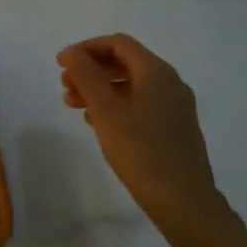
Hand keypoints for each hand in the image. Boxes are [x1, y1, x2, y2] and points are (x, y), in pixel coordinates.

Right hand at [58, 34, 235, 238]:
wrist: (185, 202)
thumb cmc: (141, 150)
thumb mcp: (105, 110)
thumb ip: (86, 75)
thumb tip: (73, 53)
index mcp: (156, 72)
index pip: (118, 43)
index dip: (86, 48)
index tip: (61, 64)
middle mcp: (170, 83)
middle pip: (124, 62)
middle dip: (91, 70)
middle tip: (64, 86)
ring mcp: (175, 107)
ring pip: (131, 85)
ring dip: (100, 89)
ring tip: (74, 106)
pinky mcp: (174, 128)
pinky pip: (140, 103)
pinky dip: (116, 104)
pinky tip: (98, 122)